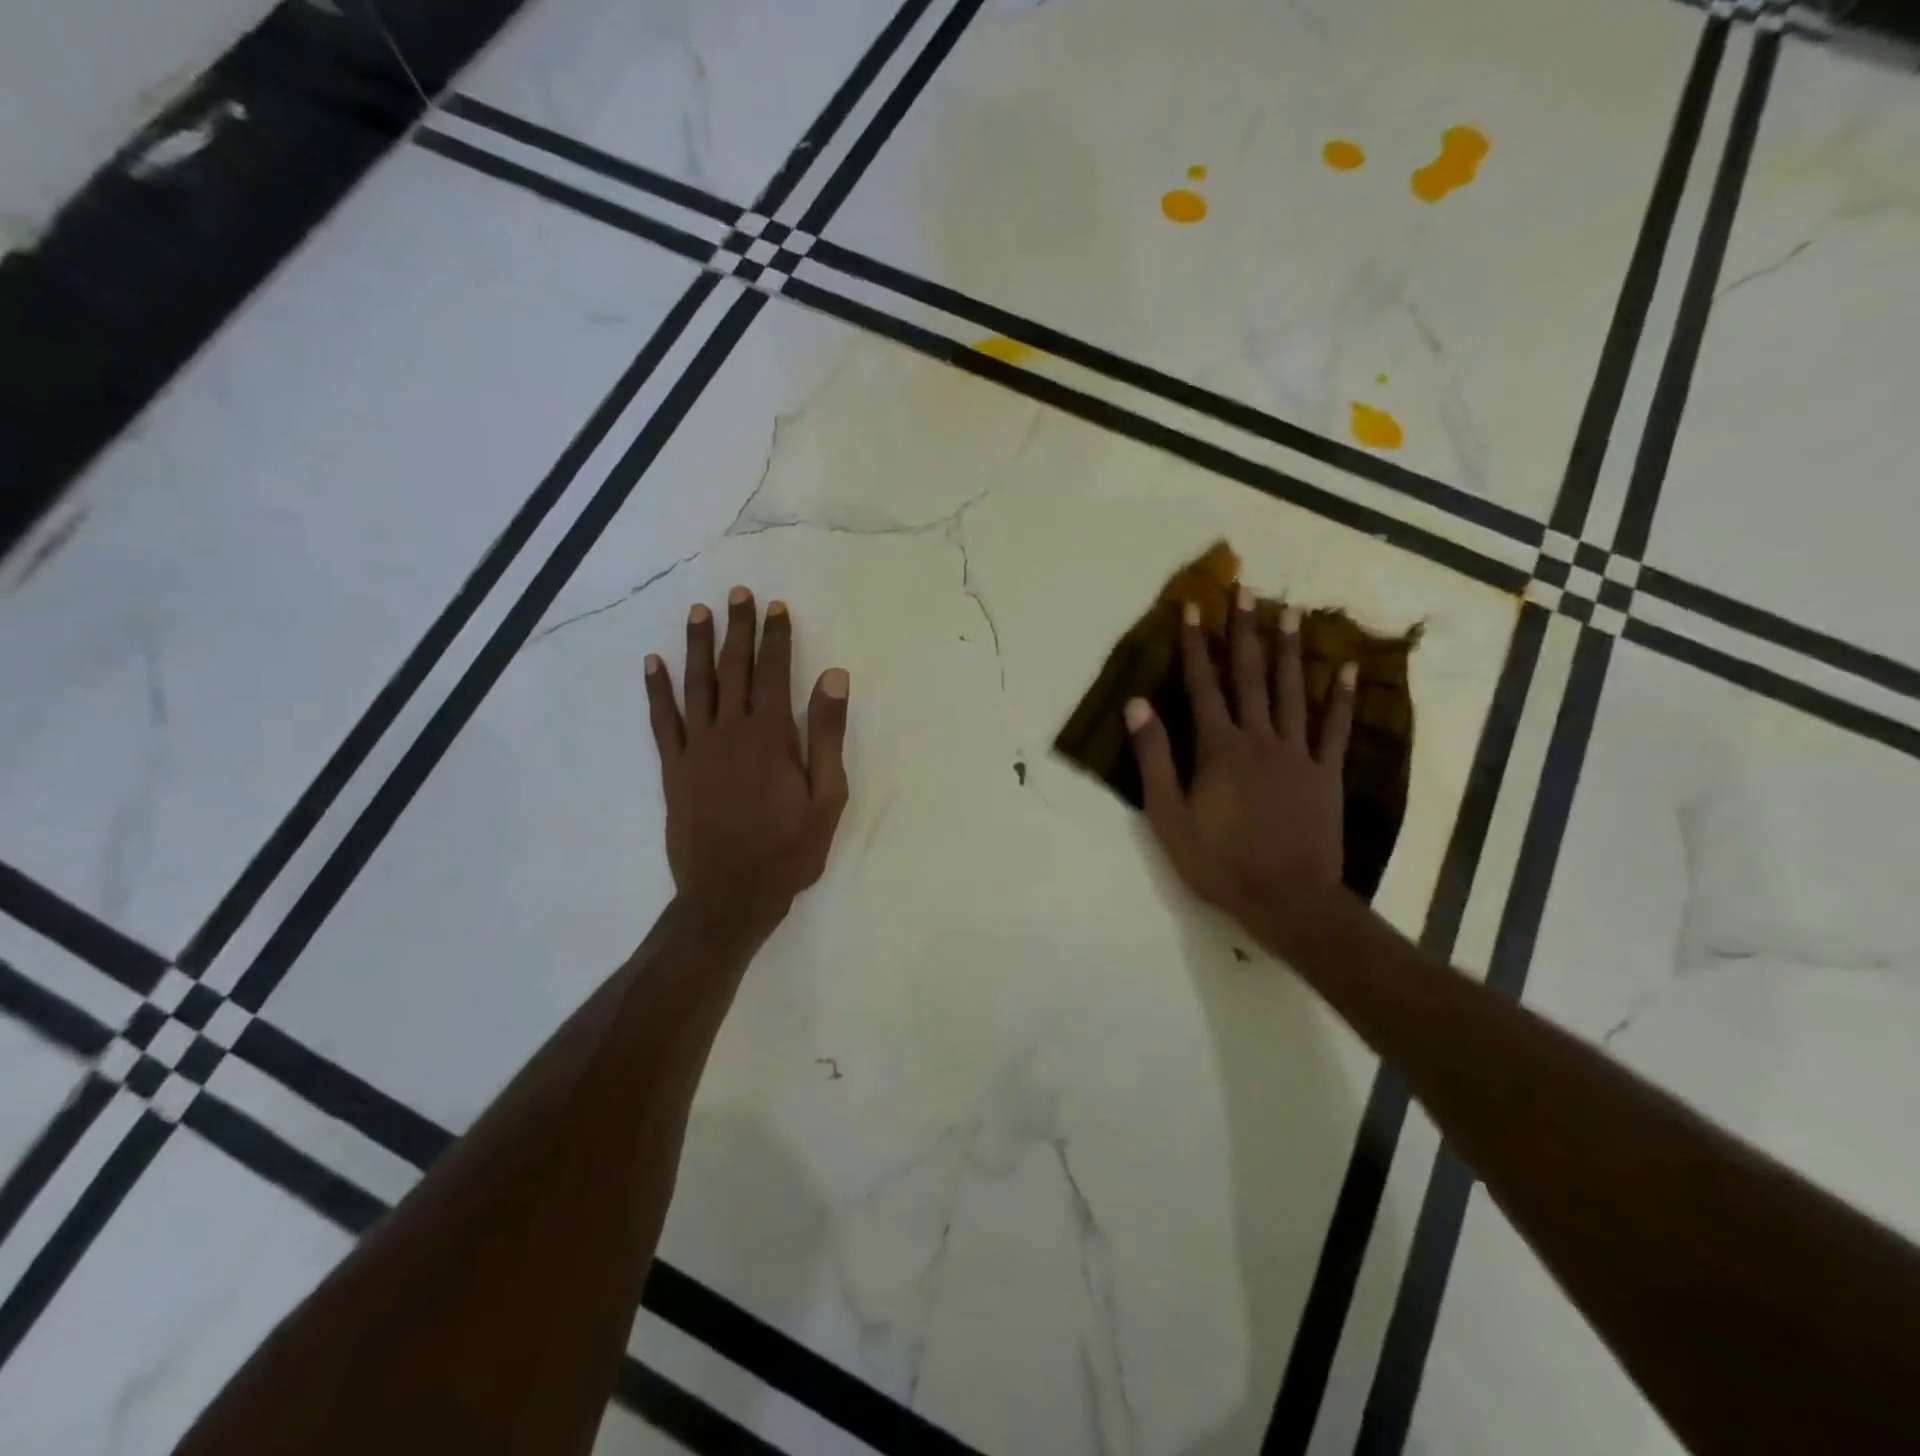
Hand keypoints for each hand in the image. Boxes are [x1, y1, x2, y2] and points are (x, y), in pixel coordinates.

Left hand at [646, 588, 850, 926]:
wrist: (729, 896)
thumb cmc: (788, 850)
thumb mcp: (827, 797)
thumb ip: (827, 734)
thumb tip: (833, 677)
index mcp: (771, 736)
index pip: (773, 672)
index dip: (776, 638)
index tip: (777, 608)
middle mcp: (730, 731)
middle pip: (733, 669)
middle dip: (738, 629)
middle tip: (738, 594)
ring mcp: (696, 748)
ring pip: (696, 685)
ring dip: (699, 646)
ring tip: (699, 612)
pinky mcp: (674, 769)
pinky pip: (662, 720)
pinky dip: (657, 690)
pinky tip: (653, 663)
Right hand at [1126, 589, 1355, 952]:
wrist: (1287, 899)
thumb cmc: (1219, 861)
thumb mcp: (1168, 816)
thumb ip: (1154, 758)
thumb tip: (1138, 705)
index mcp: (1218, 748)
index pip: (1202, 685)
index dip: (1196, 645)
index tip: (1193, 607)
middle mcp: (1259, 738)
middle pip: (1250, 676)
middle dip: (1245, 632)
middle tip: (1246, 591)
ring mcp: (1297, 753)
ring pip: (1293, 691)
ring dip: (1290, 650)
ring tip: (1291, 612)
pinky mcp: (1326, 773)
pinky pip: (1335, 728)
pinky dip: (1341, 697)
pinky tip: (1346, 668)